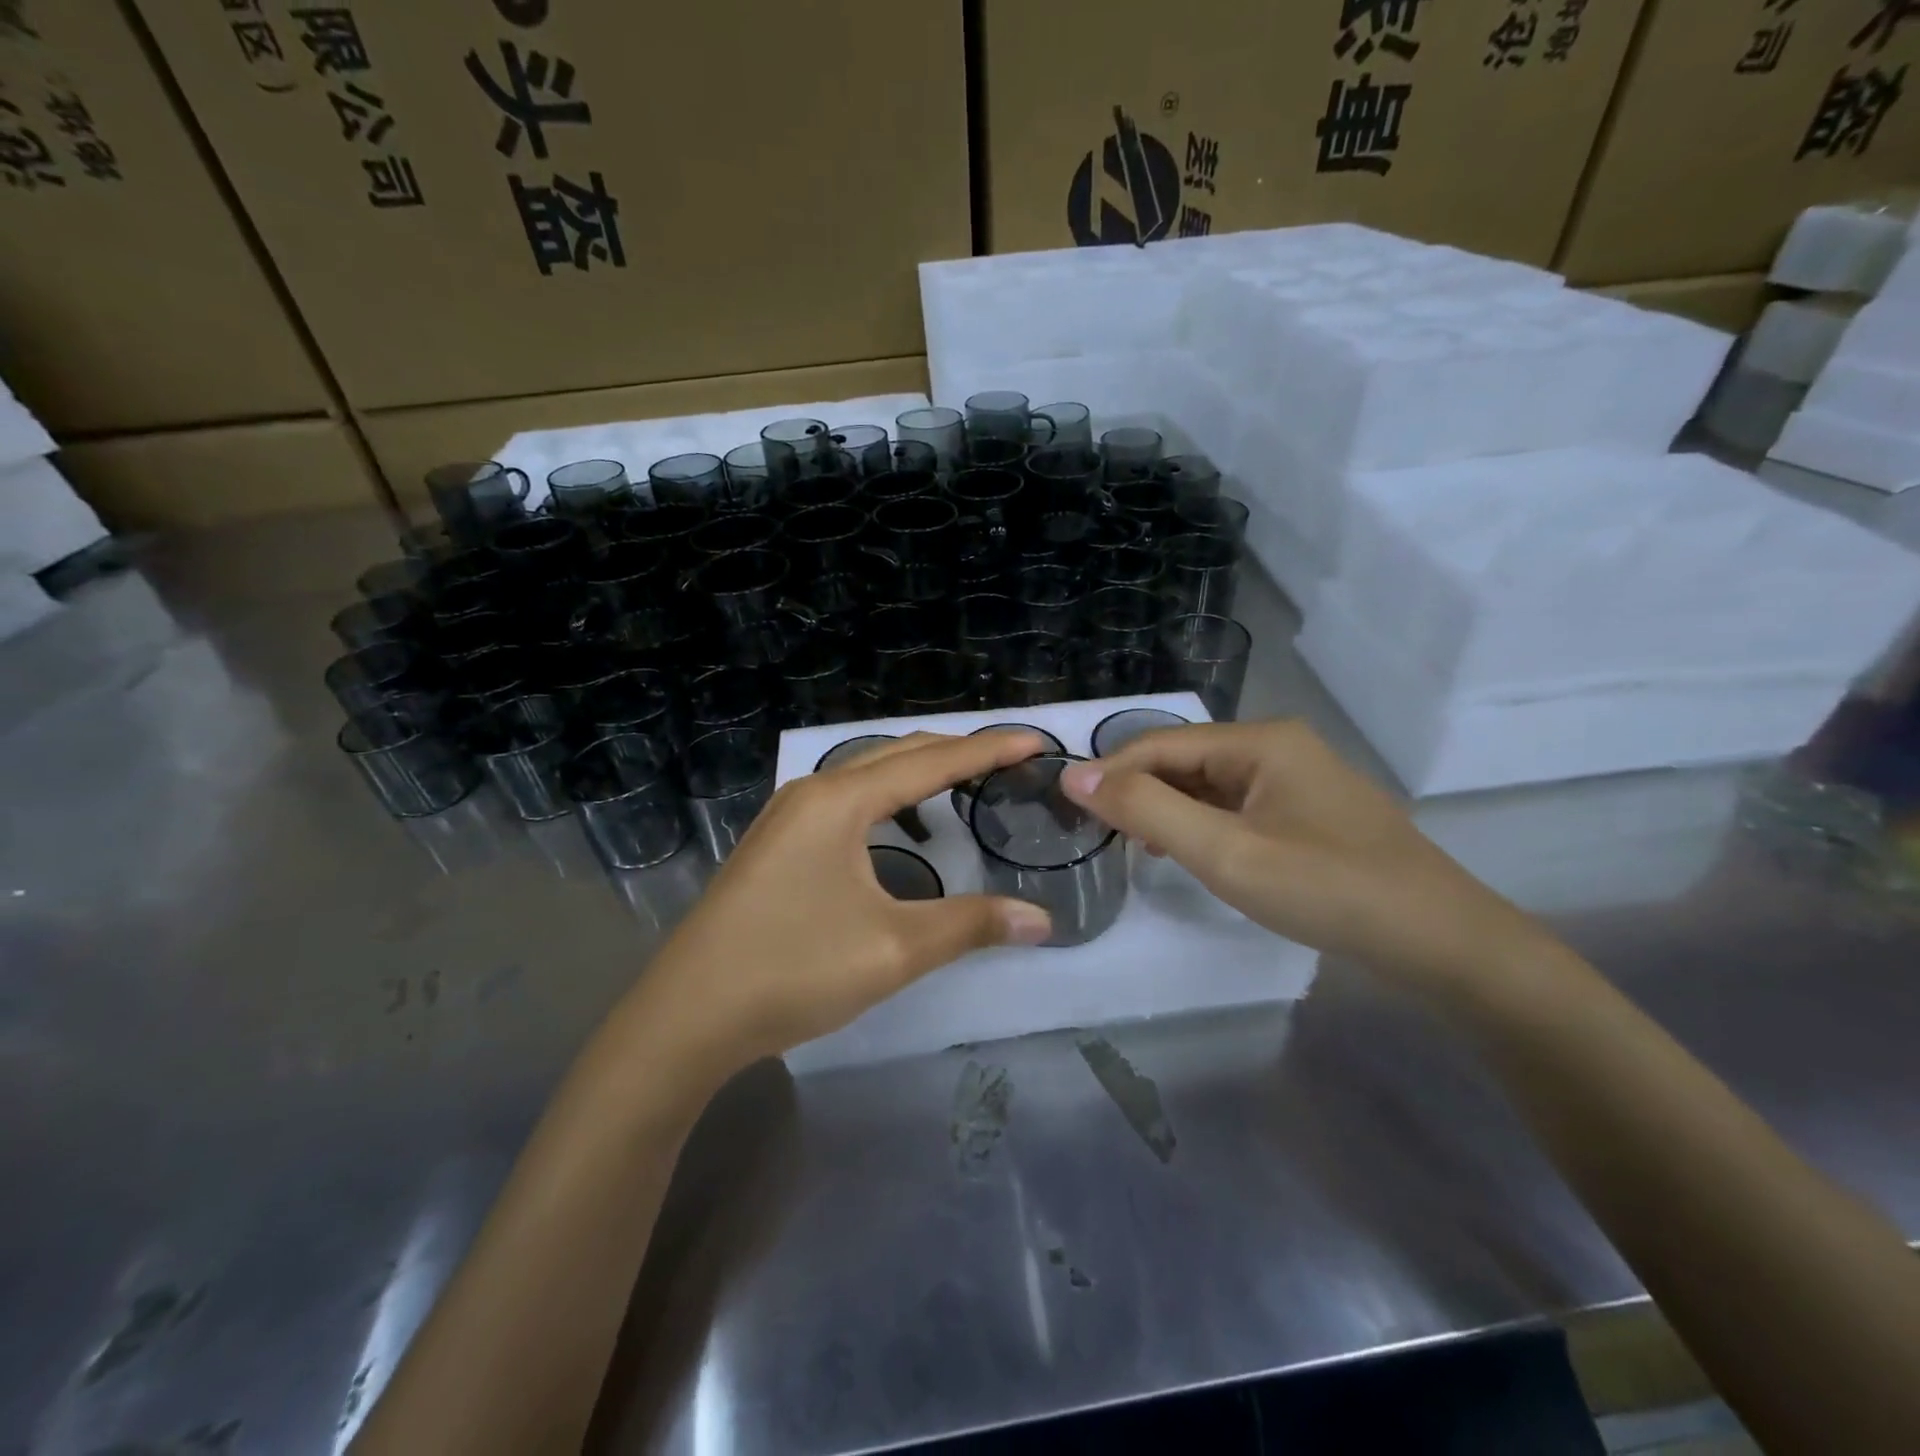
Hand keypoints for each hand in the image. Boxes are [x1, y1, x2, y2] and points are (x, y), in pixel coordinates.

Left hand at [636, 732, 1053, 1074]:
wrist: (686, 1017)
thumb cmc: (792, 970)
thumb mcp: (893, 949)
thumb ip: (970, 925)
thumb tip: (1041, 921)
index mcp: (839, 801)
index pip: (931, 762)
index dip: (988, 750)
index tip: (1036, 743)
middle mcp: (811, 792)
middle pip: (897, 755)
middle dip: (956, 751)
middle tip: (1008, 757)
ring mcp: (786, 816)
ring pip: (866, 774)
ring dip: (918, 771)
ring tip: (962, 781)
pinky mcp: (775, 843)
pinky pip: (845, 798)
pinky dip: (886, 797)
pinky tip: (896, 826)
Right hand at [1060, 720, 1551, 989]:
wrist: (1442, 943)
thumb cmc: (1328, 890)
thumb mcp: (1226, 852)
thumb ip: (1147, 810)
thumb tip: (1074, 775)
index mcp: (1260, 741)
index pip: (1160, 744)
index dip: (1110, 773)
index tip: (1069, 809)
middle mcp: (1278, 746)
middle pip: (1185, 759)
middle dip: (1140, 793)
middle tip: (1103, 837)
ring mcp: (1297, 779)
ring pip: (1209, 784)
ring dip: (1169, 810)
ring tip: (1139, 847)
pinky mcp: (1308, 812)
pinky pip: (1236, 806)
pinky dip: (1203, 824)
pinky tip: (1191, 851)